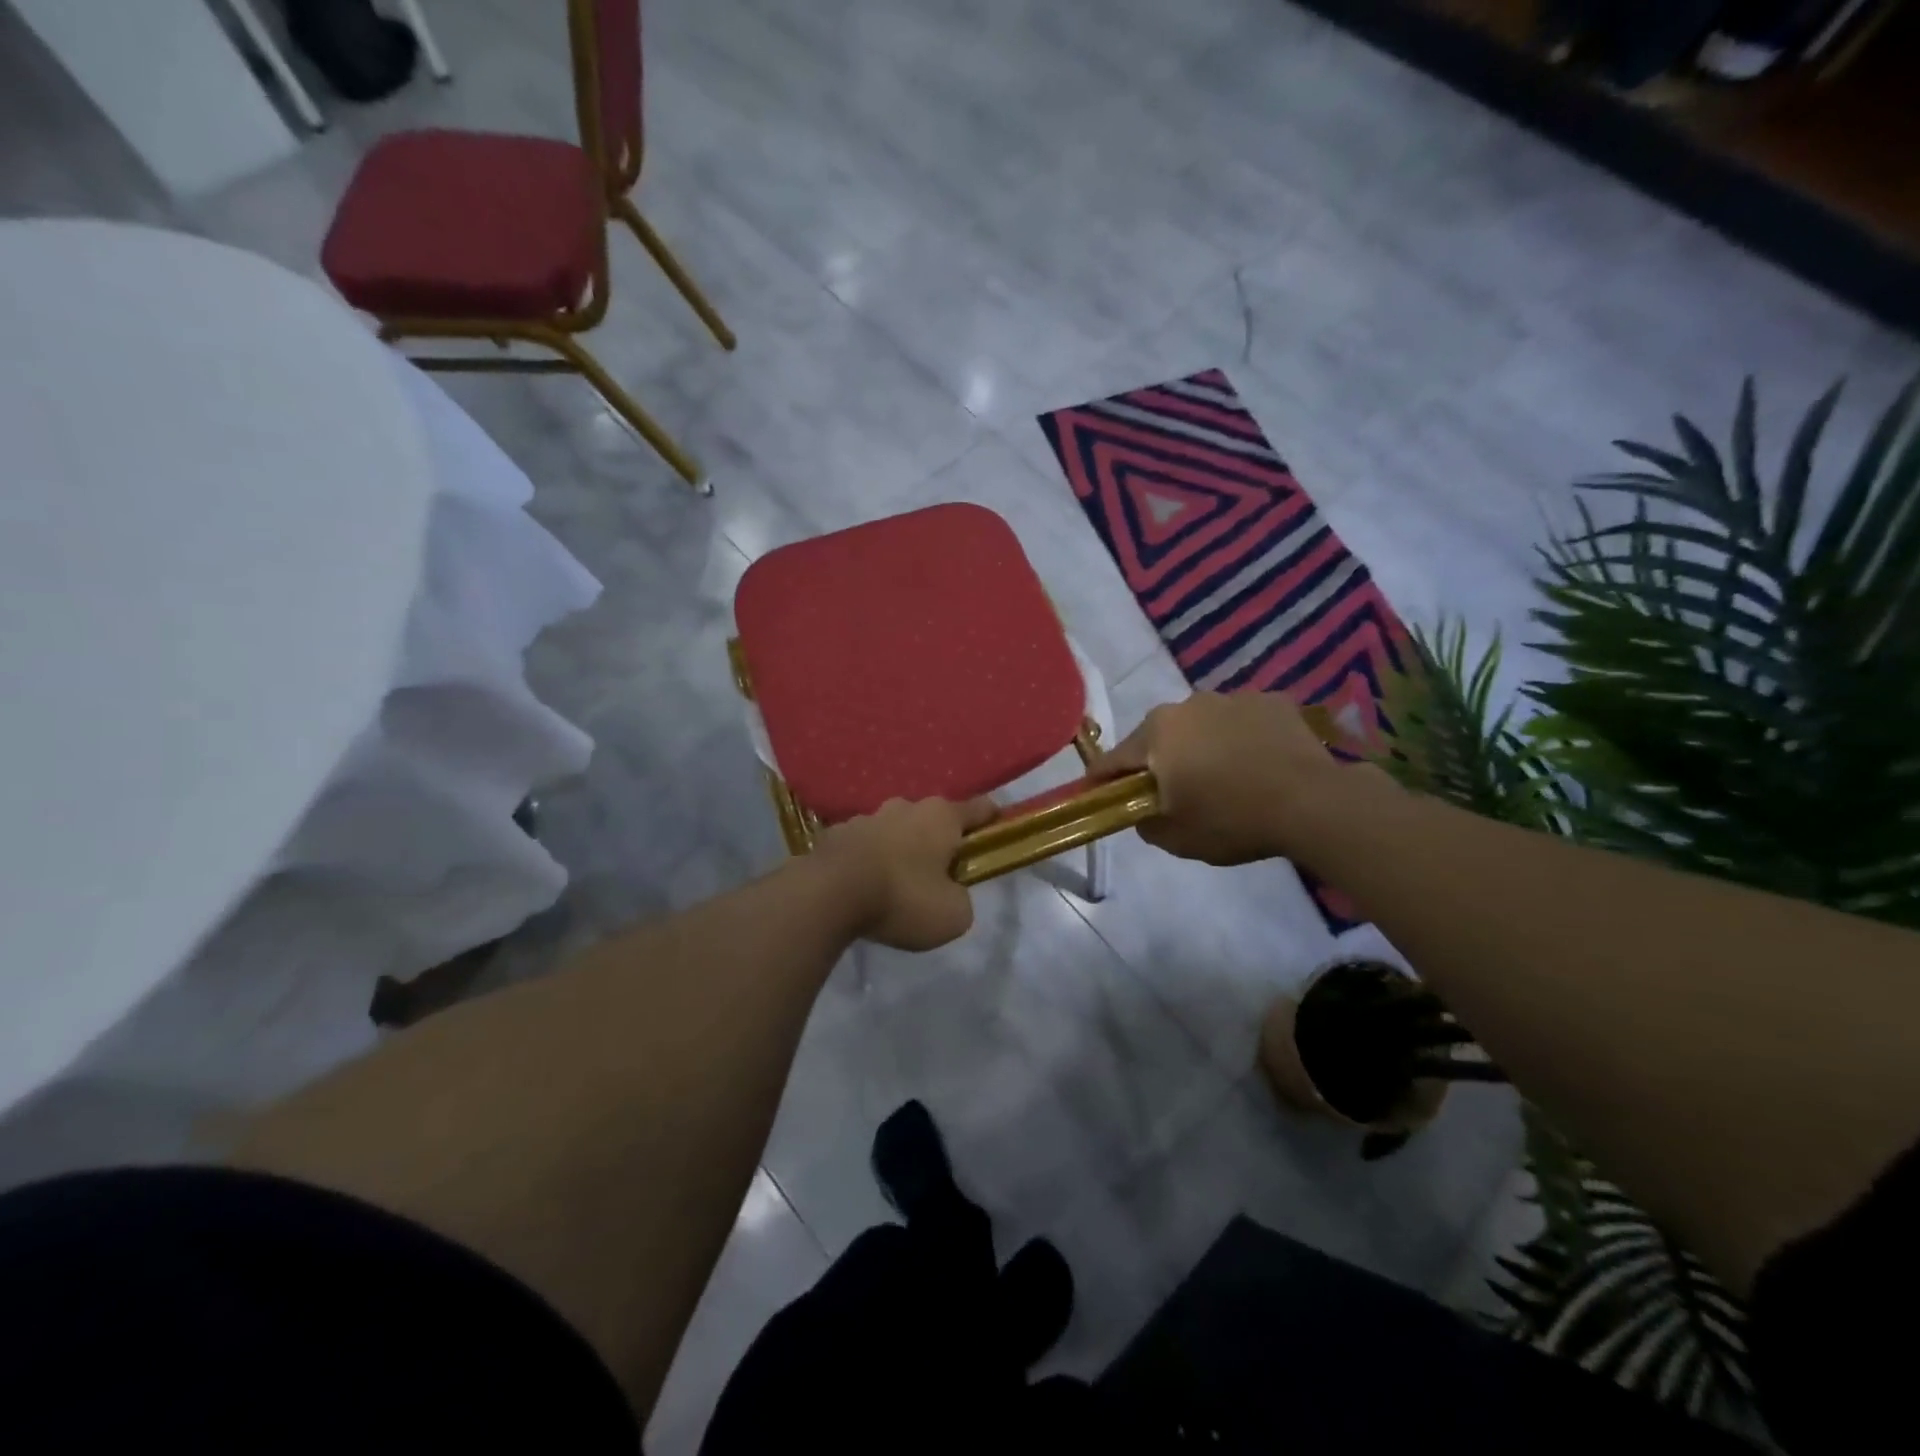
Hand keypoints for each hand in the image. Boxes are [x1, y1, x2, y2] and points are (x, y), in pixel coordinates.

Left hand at [812, 797, 996, 950]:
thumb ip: (962, 899)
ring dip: (901, 849)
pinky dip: (869, 859)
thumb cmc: (902, 899)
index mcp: (942, 817)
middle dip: (939, 841)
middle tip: (939, 875)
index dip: (991, 821)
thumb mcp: (953, 915)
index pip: (980, 808)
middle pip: (933, 819)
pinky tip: (863, 885)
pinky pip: (864, 844)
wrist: (828, 895)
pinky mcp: (837, 833)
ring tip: (895, 884)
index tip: (995, 835)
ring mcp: (868, 816)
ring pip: (895, 830)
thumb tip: (951, 893)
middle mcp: (906, 807)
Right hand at [1091, 691, 1385, 866]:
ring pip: (1200, 725)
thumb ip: (1145, 823)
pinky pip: (1240, 721)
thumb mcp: (1177, 838)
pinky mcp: (1269, 700)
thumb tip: (1141, 810)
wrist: (1313, 802)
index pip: (1114, 759)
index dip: (1102, 780)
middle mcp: (1186, 705)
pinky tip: (1257, 763)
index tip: (1096, 794)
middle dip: (1157, 760)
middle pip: (1157, 737)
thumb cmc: (1233, 820)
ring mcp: (1230, 698)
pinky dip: (1239, 738)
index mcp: (1156, 735)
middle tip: (1171, 790)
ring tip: (1222, 776)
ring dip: (1200, 746)